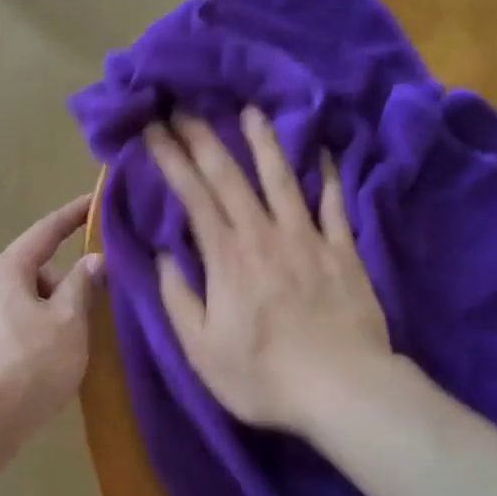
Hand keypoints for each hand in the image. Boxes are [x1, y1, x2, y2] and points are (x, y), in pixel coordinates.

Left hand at [0, 196, 104, 450]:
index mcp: (9, 270)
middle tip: (105, 296)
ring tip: (87, 336)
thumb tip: (93, 260)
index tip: (97, 202)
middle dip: (71, 278)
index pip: (46, 230)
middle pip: (40, 269)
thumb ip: (82, 285)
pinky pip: (25, 324)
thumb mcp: (67, 321)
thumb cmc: (27, 363)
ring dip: (61, 310)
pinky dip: (48, 330)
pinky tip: (64, 356)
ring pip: (34, 301)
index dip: (74, 215)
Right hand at [148, 109, 392, 436]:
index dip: (171, 158)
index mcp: (226, 257)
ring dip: (264, 143)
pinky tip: (325, 152)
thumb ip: (178, 297)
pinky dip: (330, 176)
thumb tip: (163, 254)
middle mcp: (264, 234)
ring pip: (282, 179)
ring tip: (251, 111)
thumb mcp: (200, 348)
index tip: (153, 127)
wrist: (343, 389)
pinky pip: (335, 205)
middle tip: (185, 106)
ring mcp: (307, 238)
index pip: (193, 195)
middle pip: (230, 177)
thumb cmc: (263, 376)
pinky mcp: (343, 251)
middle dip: (204, 138)